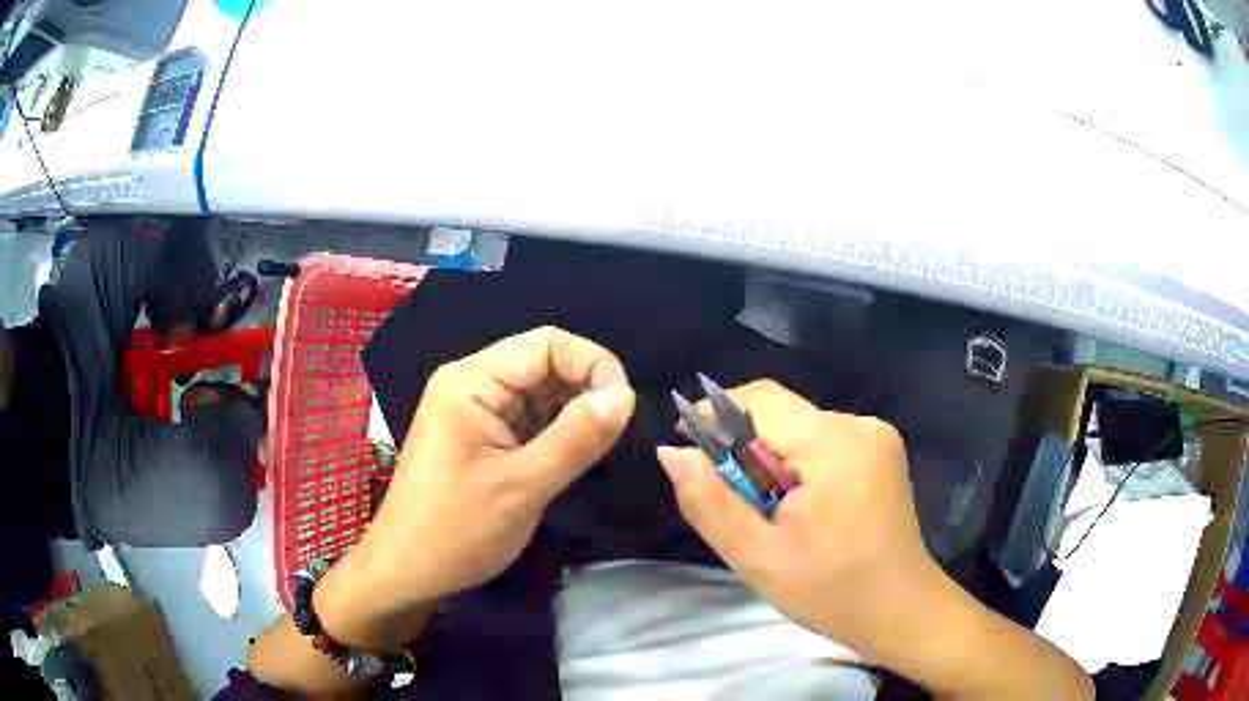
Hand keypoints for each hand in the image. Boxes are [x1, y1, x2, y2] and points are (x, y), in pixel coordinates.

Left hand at [320, 327, 634, 646]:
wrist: (406, 572)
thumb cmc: (455, 531)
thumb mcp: (522, 487)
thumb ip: (575, 438)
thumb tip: (624, 396)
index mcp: (471, 381)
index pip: (547, 344)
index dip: (594, 365)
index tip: (624, 409)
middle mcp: (470, 382)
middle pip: (542, 363)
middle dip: (584, 390)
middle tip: (614, 435)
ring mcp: (471, 409)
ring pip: (538, 391)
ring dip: (572, 412)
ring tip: (596, 448)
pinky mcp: (477, 434)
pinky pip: (525, 417)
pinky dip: (554, 431)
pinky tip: (570, 456)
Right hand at [655, 380, 938, 664]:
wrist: (902, 611)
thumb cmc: (832, 593)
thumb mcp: (759, 558)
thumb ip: (710, 502)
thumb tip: (671, 452)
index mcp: (834, 444)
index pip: (760, 399)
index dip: (717, 418)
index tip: (695, 459)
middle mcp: (860, 425)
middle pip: (781, 416)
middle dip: (747, 453)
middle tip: (740, 508)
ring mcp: (876, 435)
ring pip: (799, 431)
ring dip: (772, 464)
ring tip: (774, 517)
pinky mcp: (880, 450)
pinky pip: (823, 443)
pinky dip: (799, 469)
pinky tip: (804, 512)